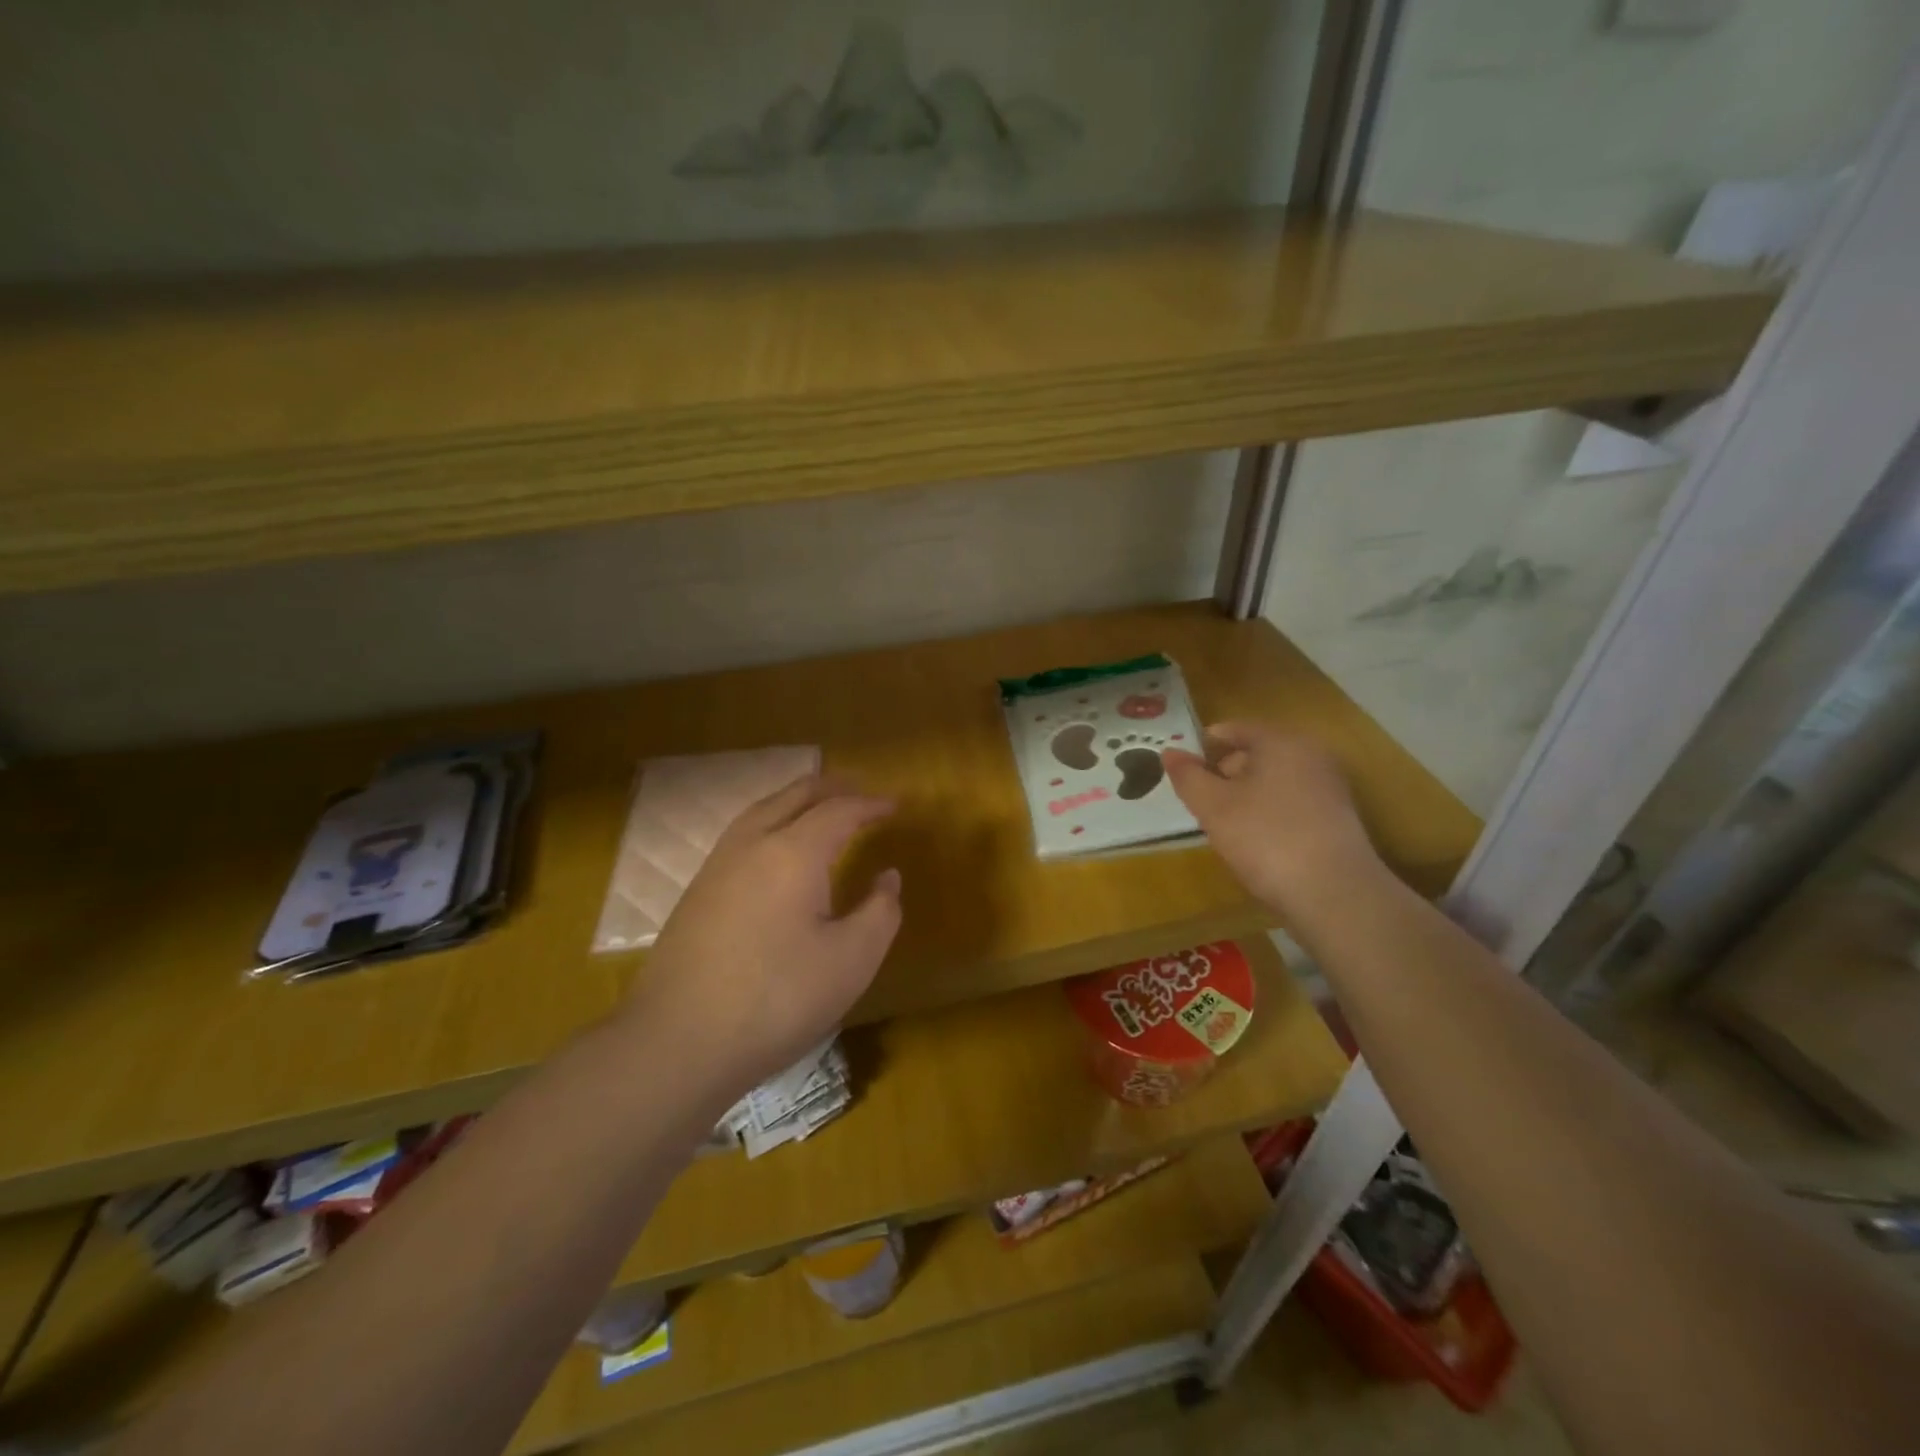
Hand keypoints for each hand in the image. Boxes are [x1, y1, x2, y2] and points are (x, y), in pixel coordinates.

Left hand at [632, 773, 901, 1096]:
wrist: (677, 1042)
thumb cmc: (777, 999)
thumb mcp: (851, 961)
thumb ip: (880, 912)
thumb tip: (887, 877)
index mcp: (794, 852)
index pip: (839, 810)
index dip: (870, 804)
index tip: (895, 806)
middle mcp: (752, 844)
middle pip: (795, 795)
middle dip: (832, 788)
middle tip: (861, 793)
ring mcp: (717, 866)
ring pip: (762, 810)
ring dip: (797, 801)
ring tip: (821, 809)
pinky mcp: (697, 891)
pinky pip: (742, 834)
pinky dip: (772, 822)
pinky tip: (777, 851)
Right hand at [1162, 723, 1382, 915]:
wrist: (1334, 894)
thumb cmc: (1266, 838)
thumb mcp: (1213, 807)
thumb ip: (1188, 776)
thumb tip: (1170, 752)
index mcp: (1282, 742)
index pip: (1236, 729)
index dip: (1206, 743)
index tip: (1183, 764)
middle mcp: (1312, 755)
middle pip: (1258, 753)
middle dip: (1226, 771)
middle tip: (1200, 798)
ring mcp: (1330, 787)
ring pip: (1276, 780)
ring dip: (1248, 794)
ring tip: (1224, 823)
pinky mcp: (1338, 819)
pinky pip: (1293, 802)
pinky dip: (1270, 812)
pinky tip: (1256, 840)